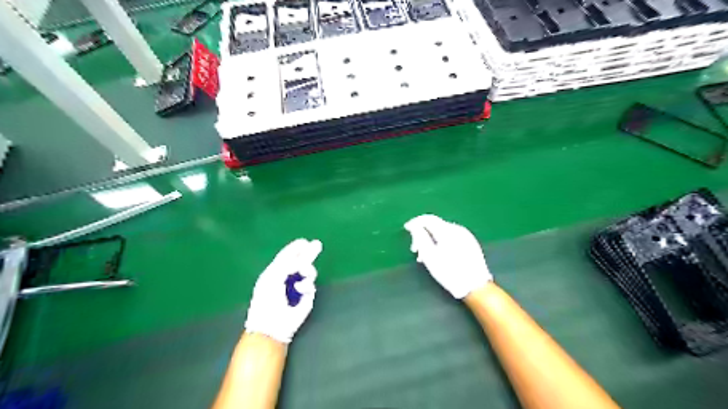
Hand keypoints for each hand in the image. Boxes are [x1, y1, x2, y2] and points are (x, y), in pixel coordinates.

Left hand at [245, 238, 321, 343]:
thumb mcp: (272, 277)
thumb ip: (285, 264)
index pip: (286, 257)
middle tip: (318, 244)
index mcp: (275, 273)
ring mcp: (297, 288)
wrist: (272, 324)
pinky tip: (300, 289)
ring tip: (305, 273)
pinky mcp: (306, 298)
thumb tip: (300, 260)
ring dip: (308, 270)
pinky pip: (311, 285)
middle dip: (309, 253)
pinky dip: (307, 285)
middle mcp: (287, 278)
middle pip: (300, 262)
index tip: (304, 241)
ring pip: (309, 272)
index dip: (294, 249)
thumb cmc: (267, 300)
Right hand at [406, 215, 491, 298]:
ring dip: (431, 240)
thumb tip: (414, 226)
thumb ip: (420, 238)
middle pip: (435, 225)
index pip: (428, 218)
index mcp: (447, 230)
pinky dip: (441, 242)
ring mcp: (466, 235)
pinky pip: (451, 237)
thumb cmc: (449, 272)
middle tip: (415, 250)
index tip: (406, 228)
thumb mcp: (429, 256)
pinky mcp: (470, 243)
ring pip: (443, 232)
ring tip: (426, 256)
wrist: (475, 286)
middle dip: (423, 235)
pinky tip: (439, 255)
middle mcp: (457, 229)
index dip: (415, 222)